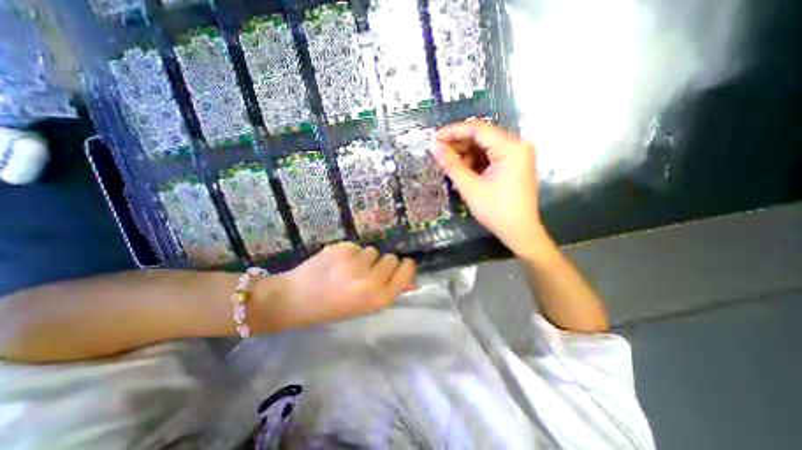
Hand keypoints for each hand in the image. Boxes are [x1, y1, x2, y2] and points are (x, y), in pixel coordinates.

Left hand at [261, 243, 415, 329]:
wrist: (295, 299)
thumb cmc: (333, 308)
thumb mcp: (366, 306)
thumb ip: (390, 290)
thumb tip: (413, 280)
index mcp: (379, 299)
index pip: (406, 271)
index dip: (404, 267)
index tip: (401, 265)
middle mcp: (371, 280)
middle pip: (391, 258)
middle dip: (382, 263)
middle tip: (365, 272)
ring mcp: (355, 263)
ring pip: (373, 250)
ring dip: (365, 258)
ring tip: (347, 269)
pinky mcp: (342, 248)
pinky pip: (357, 246)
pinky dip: (350, 253)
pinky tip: (336, 263)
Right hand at [433, 120, 551, 259]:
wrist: (519, 232)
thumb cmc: (495, 210)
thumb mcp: (470, 187)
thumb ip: (451, 164)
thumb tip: (433, 146)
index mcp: (511, 147)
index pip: (478, 129)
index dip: (454, 132)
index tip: (434, 139)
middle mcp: (518, 145)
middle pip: (482, 137)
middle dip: (459, 145)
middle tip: (439, 154)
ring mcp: (518, 155)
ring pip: (486, 147)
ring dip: (467, 155)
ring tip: (452, 169)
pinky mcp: (515, 164)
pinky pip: (491, 157)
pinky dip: (476, 163)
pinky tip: (465, 173)